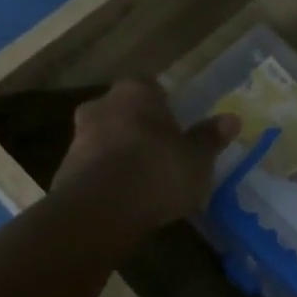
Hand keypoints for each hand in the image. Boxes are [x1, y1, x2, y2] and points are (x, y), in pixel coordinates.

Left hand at [52, 79, 239, 231]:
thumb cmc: (157, 170)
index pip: (149, 85)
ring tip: (145, 179)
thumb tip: (232, 119)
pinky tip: (125, 199)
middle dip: (139, 127)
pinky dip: (107, 178)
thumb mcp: (197, 157)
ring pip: (105, 139)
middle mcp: (102, 106)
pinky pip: (93, 168)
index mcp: (135, 92)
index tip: (176, 123)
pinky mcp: (64, 173)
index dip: (163, 103)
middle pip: (124, 111)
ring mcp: (78, 139)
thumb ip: (210, 137)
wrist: (99, 211)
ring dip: (121, 153)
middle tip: (161, 149)